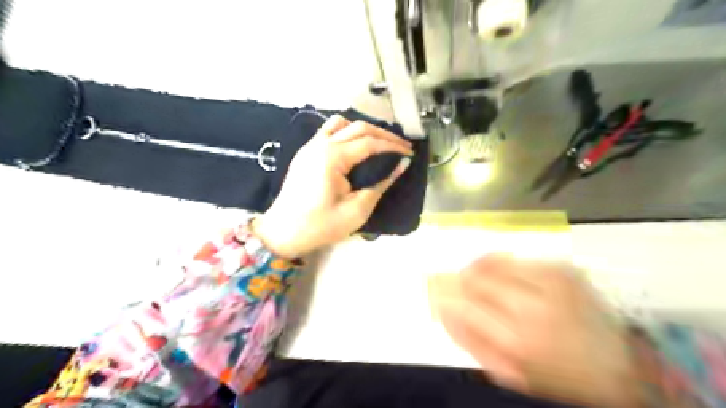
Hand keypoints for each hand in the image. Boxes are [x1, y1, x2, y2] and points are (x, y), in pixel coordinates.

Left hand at [249, 114, 410, 257]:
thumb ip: (381, 184)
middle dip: (384, 134)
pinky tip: (355, 145)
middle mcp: (320, 144)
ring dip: (363, 128)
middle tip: (402, 145)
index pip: (370, 142)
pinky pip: (328, 130)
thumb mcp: (357, 210)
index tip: (410, 153)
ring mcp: (310, 145)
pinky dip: (346, 131)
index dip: (393, 146)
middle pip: (358, 127)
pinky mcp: (306, 152)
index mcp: (332, 158)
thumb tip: (401, 165)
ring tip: (379, 142)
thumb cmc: (320, 226)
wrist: (283, 232)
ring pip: (342, 123)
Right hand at [436, 253, 635, 405]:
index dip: (441, 292)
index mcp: (516, 340)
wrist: (618, 366)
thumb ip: (469, 340)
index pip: (461, 304)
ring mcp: (550, 282)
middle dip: (456, 278)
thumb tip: (441, 308)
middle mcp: (532, 306)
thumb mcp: (507, 372)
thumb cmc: (554, 375)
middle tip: (452, 282)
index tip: (432, 288)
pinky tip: (503, 275)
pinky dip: (500, 263)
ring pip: (492, 260)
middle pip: (474, 277)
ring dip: (476, 268)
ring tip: (475, 277)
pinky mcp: (562, 268)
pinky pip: (516, 256)